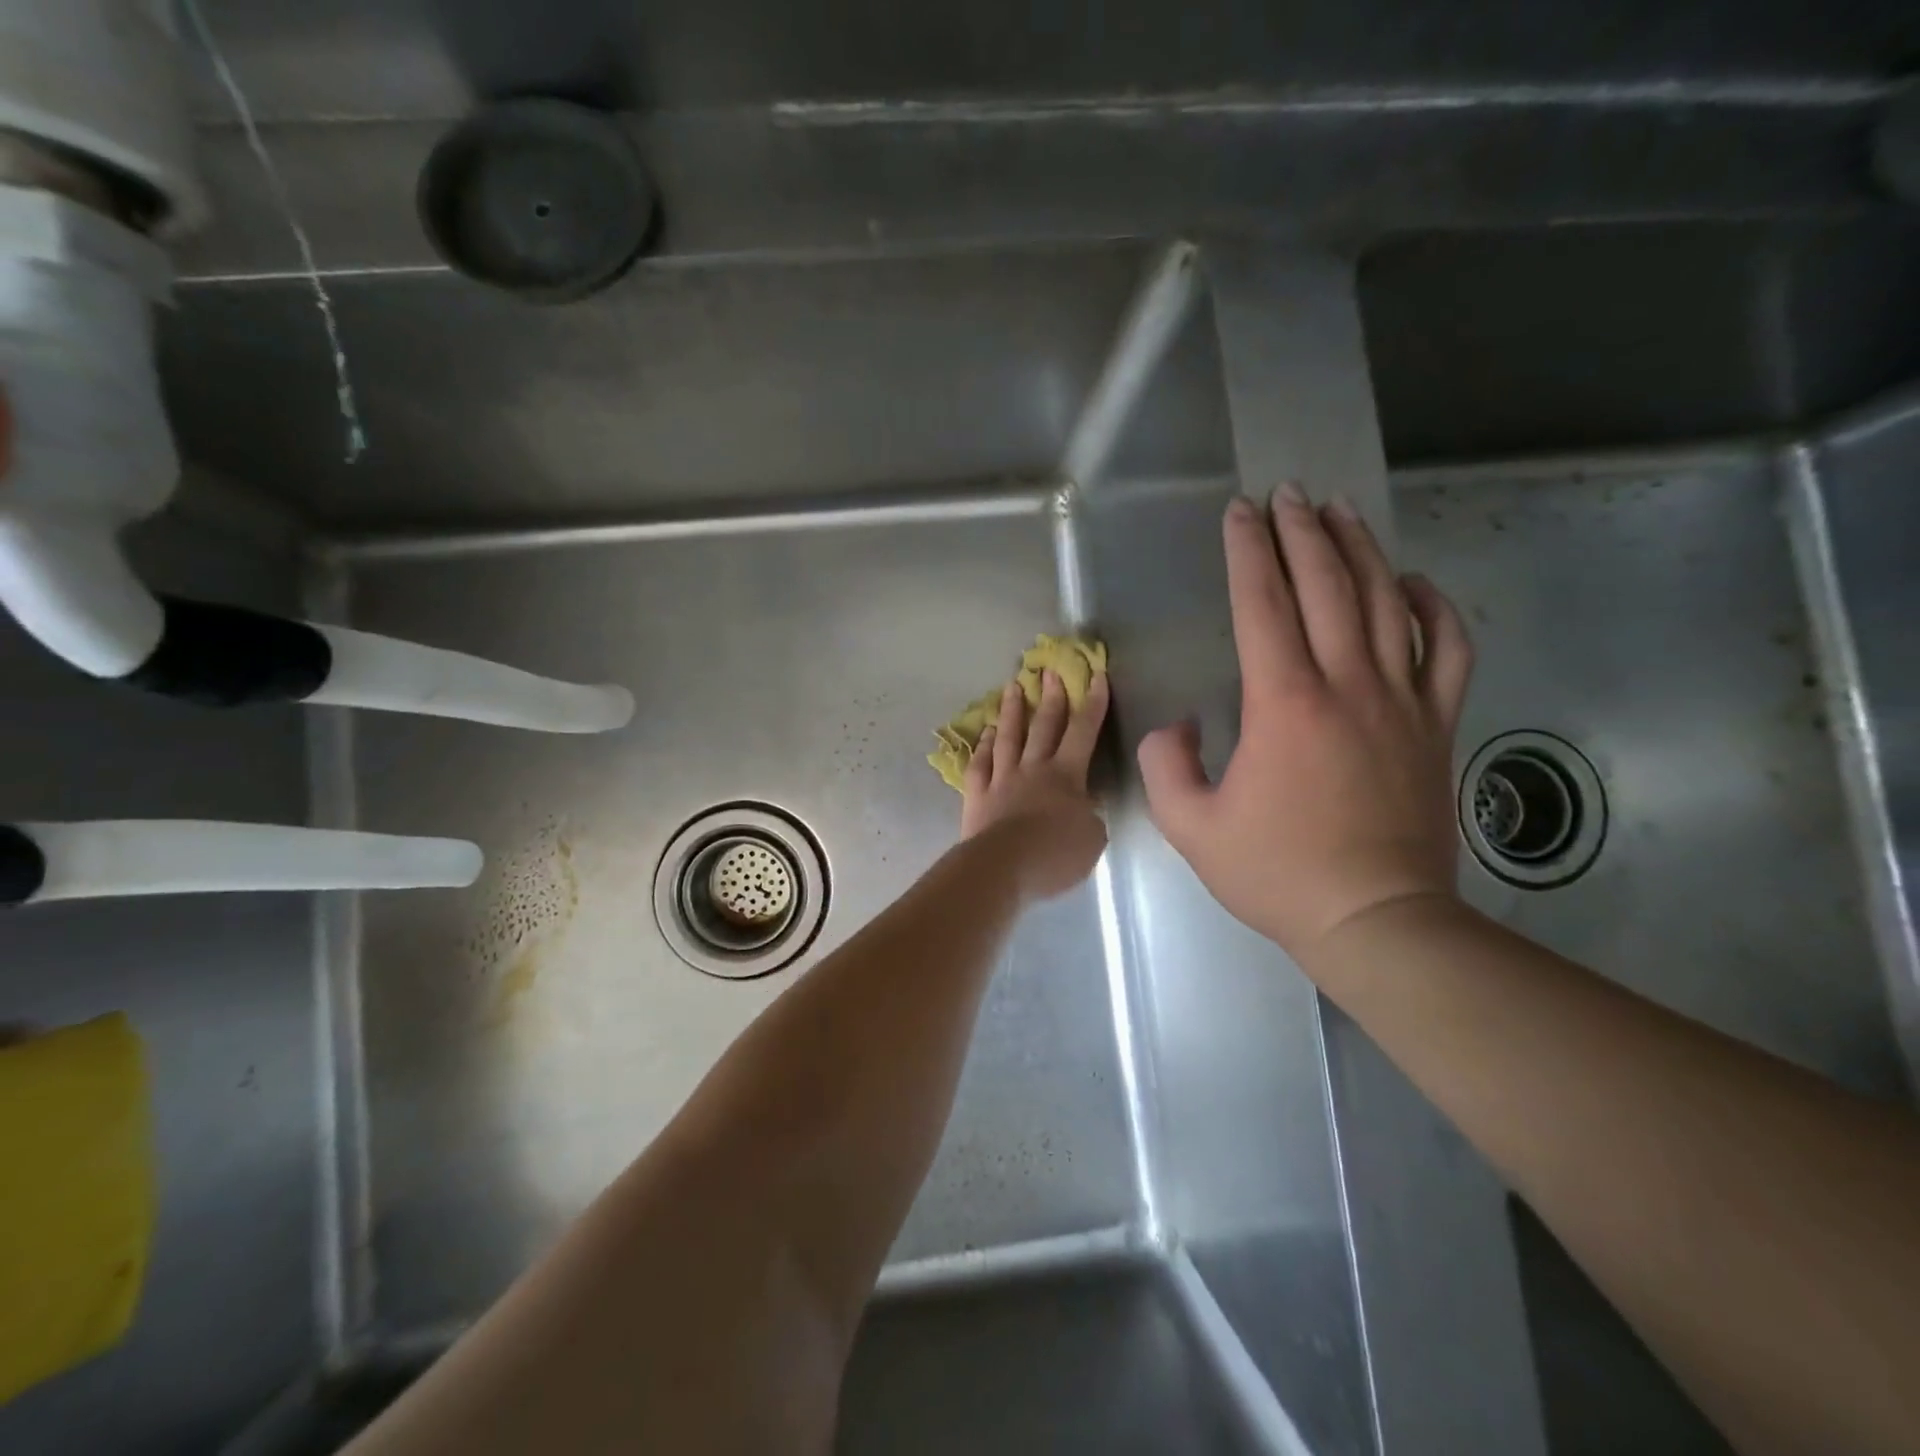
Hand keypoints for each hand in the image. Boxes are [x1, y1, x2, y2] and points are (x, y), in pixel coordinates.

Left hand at [961, 670, 1110, 899]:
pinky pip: (980, 764)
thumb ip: (1091, 816)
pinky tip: (985, 733)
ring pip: (1009, 737)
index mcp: (1066, 775)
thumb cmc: (1055, 854)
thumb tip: (1085, 806)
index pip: (1084, 731)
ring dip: (1012, 711)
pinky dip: (983, 746)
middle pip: (1044, 726)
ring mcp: (1002, 779)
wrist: (1003, 867)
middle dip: (1050, 696)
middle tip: (1049, 671)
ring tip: (1012, 687)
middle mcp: (1034, 768)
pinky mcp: (978, 795)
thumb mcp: (1092, 838)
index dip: (1093, 703)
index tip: (1096, 675)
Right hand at [1138, 487, 1473, 959]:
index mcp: (1284, 703)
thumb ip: (1167, 765)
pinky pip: (1448, 648)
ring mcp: (1402, 700)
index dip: (1248, 552)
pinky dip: (1434, 606)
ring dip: (1359, 549)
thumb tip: (1180, 726)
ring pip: (1385, 602)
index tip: (1240, 513)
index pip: (1263, 605)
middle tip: (1287, 493)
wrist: (1376, 919)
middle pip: (1327, 585)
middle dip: (1302, 531)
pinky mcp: (1437, 724)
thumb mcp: (1192, 826)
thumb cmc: (1278, 872)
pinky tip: (1413, 582)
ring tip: (1339, 511)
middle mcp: (1347, 684)